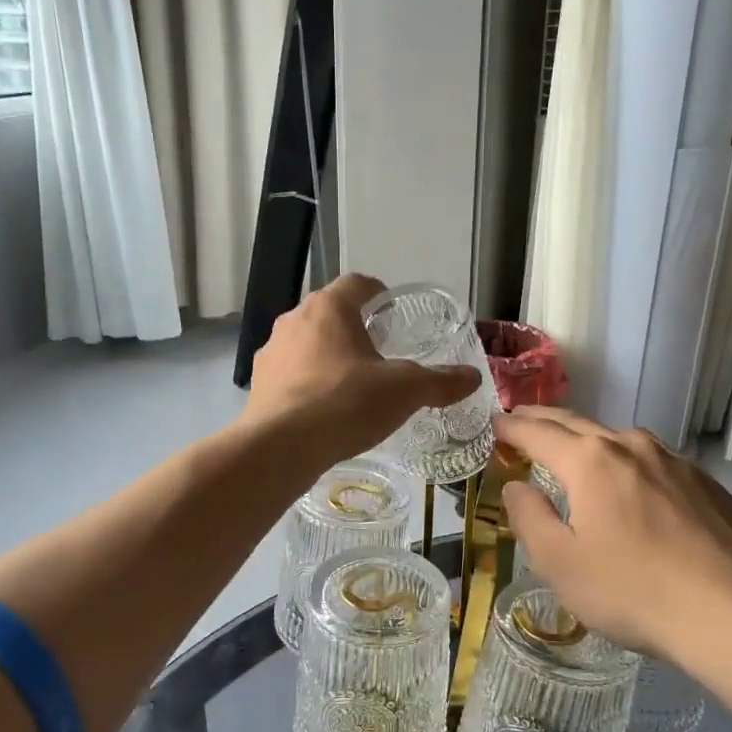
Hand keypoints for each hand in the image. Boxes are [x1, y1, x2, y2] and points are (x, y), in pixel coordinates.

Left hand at [243, 274, 479, 465]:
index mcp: (329, 308)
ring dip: (328, 355)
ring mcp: (271, 352)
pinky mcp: (258, 384)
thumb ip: (440, 381)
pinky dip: (308, 383)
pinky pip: (290, 374)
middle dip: (354, 328)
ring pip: (306, 343)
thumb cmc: (347, 403)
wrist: (282, 447)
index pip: (357, 284)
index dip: (378, 293)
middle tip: (380, 351)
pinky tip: (324, 409)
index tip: (393, 312)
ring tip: (352, 383)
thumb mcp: (405, 391)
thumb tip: (473, 377)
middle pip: (329, 313)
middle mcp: (294, 320)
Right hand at [496, 408, 731, 664]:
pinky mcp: (706, 483)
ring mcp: (674, 462)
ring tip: (575, 448)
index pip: (538, 433)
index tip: (493, 424)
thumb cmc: (632, 590)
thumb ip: (529, 518)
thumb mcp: (560, 563)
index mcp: (590, 461)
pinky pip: (655, 462)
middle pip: (578, 423)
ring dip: (590, 438)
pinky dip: (630, 462)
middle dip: (544, 421)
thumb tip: (516, 486)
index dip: (511, 428)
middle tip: (521, 419)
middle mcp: (631, 447)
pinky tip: (634, 483)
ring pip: (621, 439)